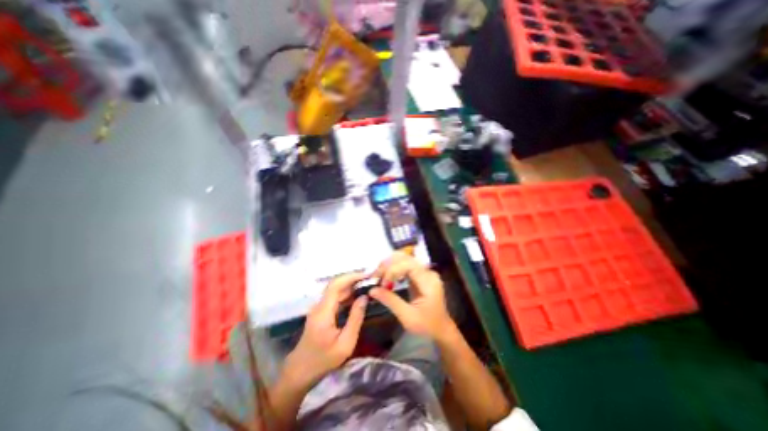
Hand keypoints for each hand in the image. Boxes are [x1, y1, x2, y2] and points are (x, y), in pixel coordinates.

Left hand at [285, 274, 368, 388]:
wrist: (299, 373)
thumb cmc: (323, 361)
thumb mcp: (345, 343)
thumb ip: (355, 318)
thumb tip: (364, 297)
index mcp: (323, 311)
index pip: (336, 285)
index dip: (351, 277)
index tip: (367, 275)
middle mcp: (319, 305)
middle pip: (336, 285)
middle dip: (353, 279)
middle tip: (371, 280)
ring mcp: (319, 308)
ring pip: (335, 290)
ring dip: (351, 286)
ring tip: (367, 285)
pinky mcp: (320, 312)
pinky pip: (335, 298)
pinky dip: (347, 294)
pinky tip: (358, 296)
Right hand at [370, 252, 453, 338]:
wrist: (441, 330)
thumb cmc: (427, 326)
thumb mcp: (408, 317)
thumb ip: (390, 301)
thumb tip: (372, 290)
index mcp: (429, 281)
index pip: (409, 265)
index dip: (393, 270)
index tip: (382, 284)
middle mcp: (428, 272)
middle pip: (406, 258)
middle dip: (388, 265)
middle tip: (374, 276)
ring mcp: (424, 272)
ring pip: (404, 259)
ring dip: (389, 265)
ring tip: (378, 276)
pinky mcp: (420, 275)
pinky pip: (405, 266)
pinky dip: (393, 269)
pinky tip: (385, 277)